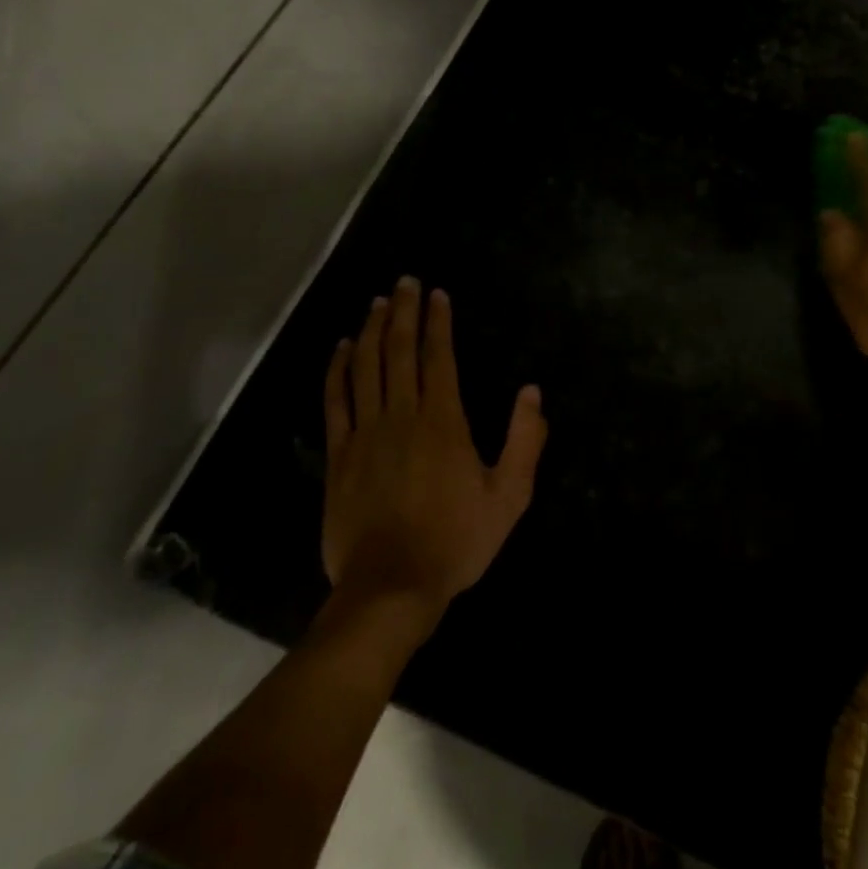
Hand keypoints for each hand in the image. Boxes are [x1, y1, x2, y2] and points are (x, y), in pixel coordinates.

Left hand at [322, 277, 547, 619]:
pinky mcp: (339, 455)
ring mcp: (365, 433)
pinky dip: (337, 369)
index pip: (438, 357)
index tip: (437, 295)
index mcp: (443, 422)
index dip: (437, 322)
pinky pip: (336, 400)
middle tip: (404, 281)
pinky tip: (340, 348)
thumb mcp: (509, 497)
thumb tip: (532, 392)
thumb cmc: (456, 541)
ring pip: (365, 367)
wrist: (391, 586)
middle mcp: (402, 415)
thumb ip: (525, 441)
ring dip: (370, 330)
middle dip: (402, 312)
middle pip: (398, 351)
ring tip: (376, 302)